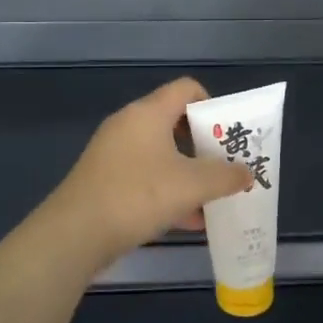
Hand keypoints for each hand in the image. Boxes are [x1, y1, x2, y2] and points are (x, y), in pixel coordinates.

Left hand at [50, 77, 252, 259]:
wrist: (75, 234)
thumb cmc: (138, 196)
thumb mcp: (192, 185)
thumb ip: (225, 176)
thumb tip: (246, 173)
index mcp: (148, 113)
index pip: (187, 89)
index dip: (213, 105)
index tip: (228, 134)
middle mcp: (129, 126)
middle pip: (175, 123)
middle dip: (205, 146)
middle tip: (227, 167)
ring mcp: (113, 154)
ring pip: (162, 155)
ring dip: (189, 173)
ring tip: (213, 198)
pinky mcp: (105, 181)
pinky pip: (146, 178)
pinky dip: (168, 192)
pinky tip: (188, 221)